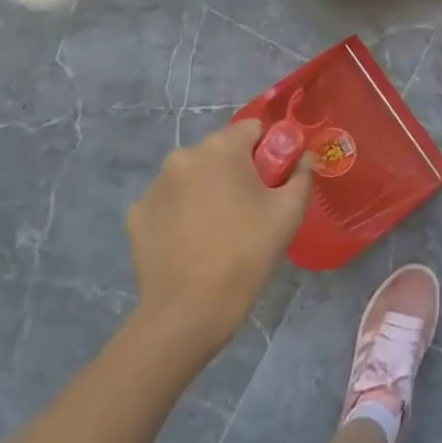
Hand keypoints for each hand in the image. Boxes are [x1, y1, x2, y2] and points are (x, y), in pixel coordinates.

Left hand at [126, 120, 311, 357]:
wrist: (189, 312)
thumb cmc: (246, 253)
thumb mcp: (289, 212)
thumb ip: (302, 175)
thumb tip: (305, 158)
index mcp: (221, 148)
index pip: (253, 130)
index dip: (269, 152)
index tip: (274, 182)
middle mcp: (183, 156)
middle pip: (221, 152)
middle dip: (237, 171)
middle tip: (250, 209)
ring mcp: (155, 186)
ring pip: (193, 176)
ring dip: (206, 190)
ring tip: (217, 230)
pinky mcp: (136, 215)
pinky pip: (168, 203)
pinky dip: (180, 213)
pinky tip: (190, 242)